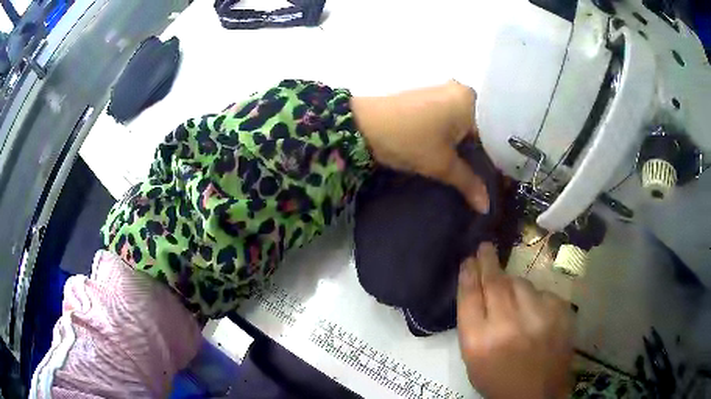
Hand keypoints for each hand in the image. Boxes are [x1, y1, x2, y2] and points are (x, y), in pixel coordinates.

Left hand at [351, 81, 488, 212]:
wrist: (362, 125)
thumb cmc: (409, 140)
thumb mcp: (442, 165)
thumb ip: (468, 183)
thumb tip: (487, 206)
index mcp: (469, 99)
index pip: (490, 134)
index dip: (490, 160)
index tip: (489, 182)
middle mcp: (458, 90)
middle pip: (476, 129)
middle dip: (474, 154)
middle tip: (478, 180)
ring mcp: (439, 91)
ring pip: (460, 125)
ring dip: (460, 147)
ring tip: (464, 171)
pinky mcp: (424, 98)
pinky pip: (446, 120)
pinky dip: (448, 137)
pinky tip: (446, 154)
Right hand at [457, 243, 573, 397]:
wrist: (538, 394)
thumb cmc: (499, 381)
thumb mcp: (473, 360)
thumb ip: (473, 325)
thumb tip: (478, 290)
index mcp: (479, 342)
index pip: (470, 297)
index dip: (468, 274)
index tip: (469, 259)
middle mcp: (507, 326)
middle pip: (495, 283)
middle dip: (488, 261)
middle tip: (485, 247)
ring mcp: (537, 317)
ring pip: (521, 284)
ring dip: (513, 284)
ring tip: (513, 298)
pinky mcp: (559, 313)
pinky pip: (543, 293)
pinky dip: (535, 299)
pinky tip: (535, 314)